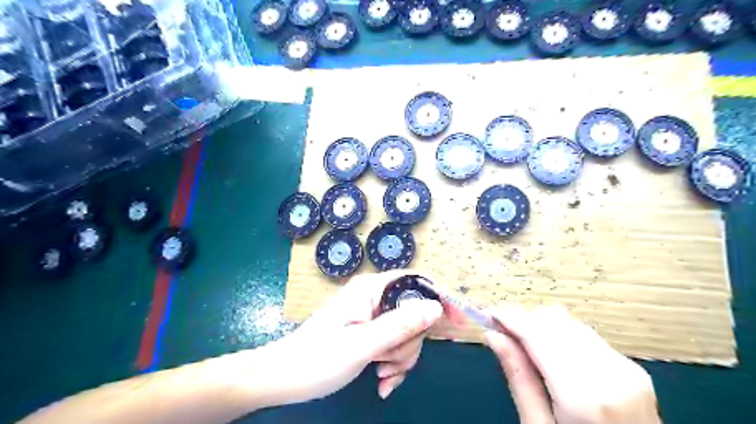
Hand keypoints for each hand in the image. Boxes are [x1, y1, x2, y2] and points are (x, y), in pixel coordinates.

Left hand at [254, 271, 443, 407]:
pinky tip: (382, 381)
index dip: (438, 298)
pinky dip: (393, 363)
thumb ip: (400, 324)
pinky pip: (394, 343)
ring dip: (400, 357)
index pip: (415, 281)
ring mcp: (372, 315)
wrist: (284, 378)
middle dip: (409, 342)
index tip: (457, 322)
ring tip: (381, 375)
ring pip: (406, 332)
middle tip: (390, 363)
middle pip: (414, 312)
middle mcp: (374, 297)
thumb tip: (436, 307)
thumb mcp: (363, 344)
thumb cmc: (318, 359)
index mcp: (371, 290)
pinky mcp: (369, 331)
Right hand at [484, 305, 662, 423]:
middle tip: (501, 331)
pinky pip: (586, 335)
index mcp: (583, 395)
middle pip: (553, 323)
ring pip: (569, 323)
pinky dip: (562, 335)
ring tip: (522, 340)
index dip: (510, 318)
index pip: (537, 334)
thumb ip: (519, 379)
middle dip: (523, 320)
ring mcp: (625, 369)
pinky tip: (550, 349)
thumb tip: (494, 337)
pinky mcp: (632, 368)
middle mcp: (608, 373)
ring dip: (541, 325)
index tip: (488, 313)